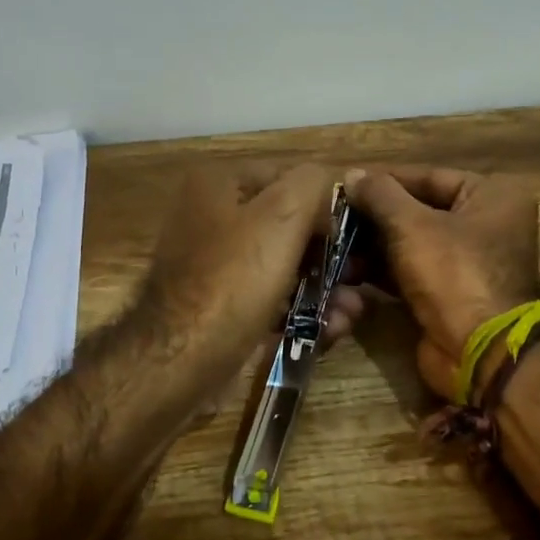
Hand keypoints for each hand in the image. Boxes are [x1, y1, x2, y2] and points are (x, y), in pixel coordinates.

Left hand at [140, 162, 364, 381]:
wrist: (179, 361)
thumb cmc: (233, 280)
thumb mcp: (282, 216)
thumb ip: (312, 184)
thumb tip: (330, 184)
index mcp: (219, 184)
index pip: (288, 177)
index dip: (326, 203)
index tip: (355, 235)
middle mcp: (213, 218)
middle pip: (289, 226)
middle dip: (330, 254)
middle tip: (360, 277)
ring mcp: (215, 266)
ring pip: (284, 267)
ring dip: (323, 287)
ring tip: (351, 312)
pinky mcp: (222, 307)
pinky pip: (270, 299)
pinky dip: (300, 310)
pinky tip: (331, 329)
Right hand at [344, 166, 539, 399]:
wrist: (479, 352)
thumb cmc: (454, 274)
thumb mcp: (412, 225)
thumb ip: (380, 195)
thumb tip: (352, 175)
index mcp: (492, 196)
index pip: (429, 176)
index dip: (384, 180)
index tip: (345, 183)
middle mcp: (485, 224)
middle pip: (419, 210)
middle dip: (375, 216)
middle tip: (334, 216)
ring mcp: (467, 263)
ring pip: (412, 243)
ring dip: (373, 245)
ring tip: (334, 243)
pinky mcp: (449, 294)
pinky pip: (411, 271)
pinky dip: (382, 270)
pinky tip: (348, 268)